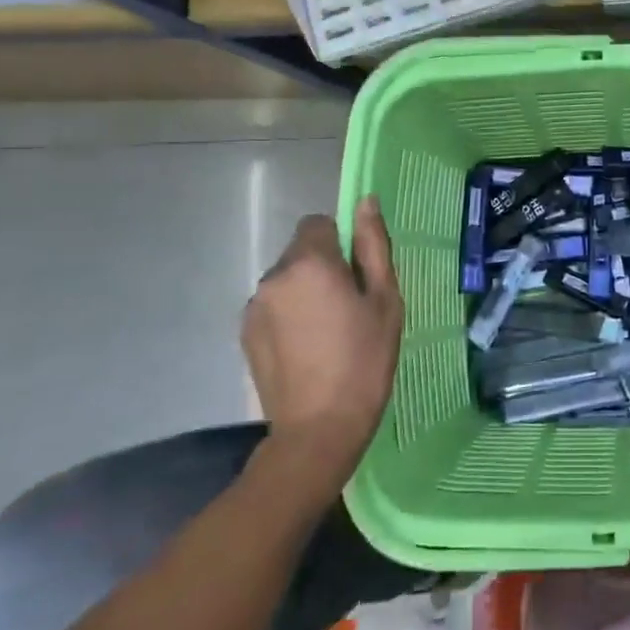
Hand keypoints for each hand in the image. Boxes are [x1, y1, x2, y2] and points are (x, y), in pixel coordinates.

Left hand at [242, 197, 402, 484]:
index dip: (341, 243)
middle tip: (349, 309)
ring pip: (287, 280)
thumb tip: (366, 201)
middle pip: (301, 252)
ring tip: (328, 333)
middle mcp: (274, 276)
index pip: (319, 223)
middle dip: (323, 268)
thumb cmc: (365, 360)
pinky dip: (289, 315)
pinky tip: (307, 349)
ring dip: (305, 292)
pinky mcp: (245, 332)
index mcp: (310, 262)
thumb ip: (373, 246)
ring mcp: (254, 306)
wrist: (319, 428)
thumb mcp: (384, 300)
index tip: (358, 276)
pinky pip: (273, 306)